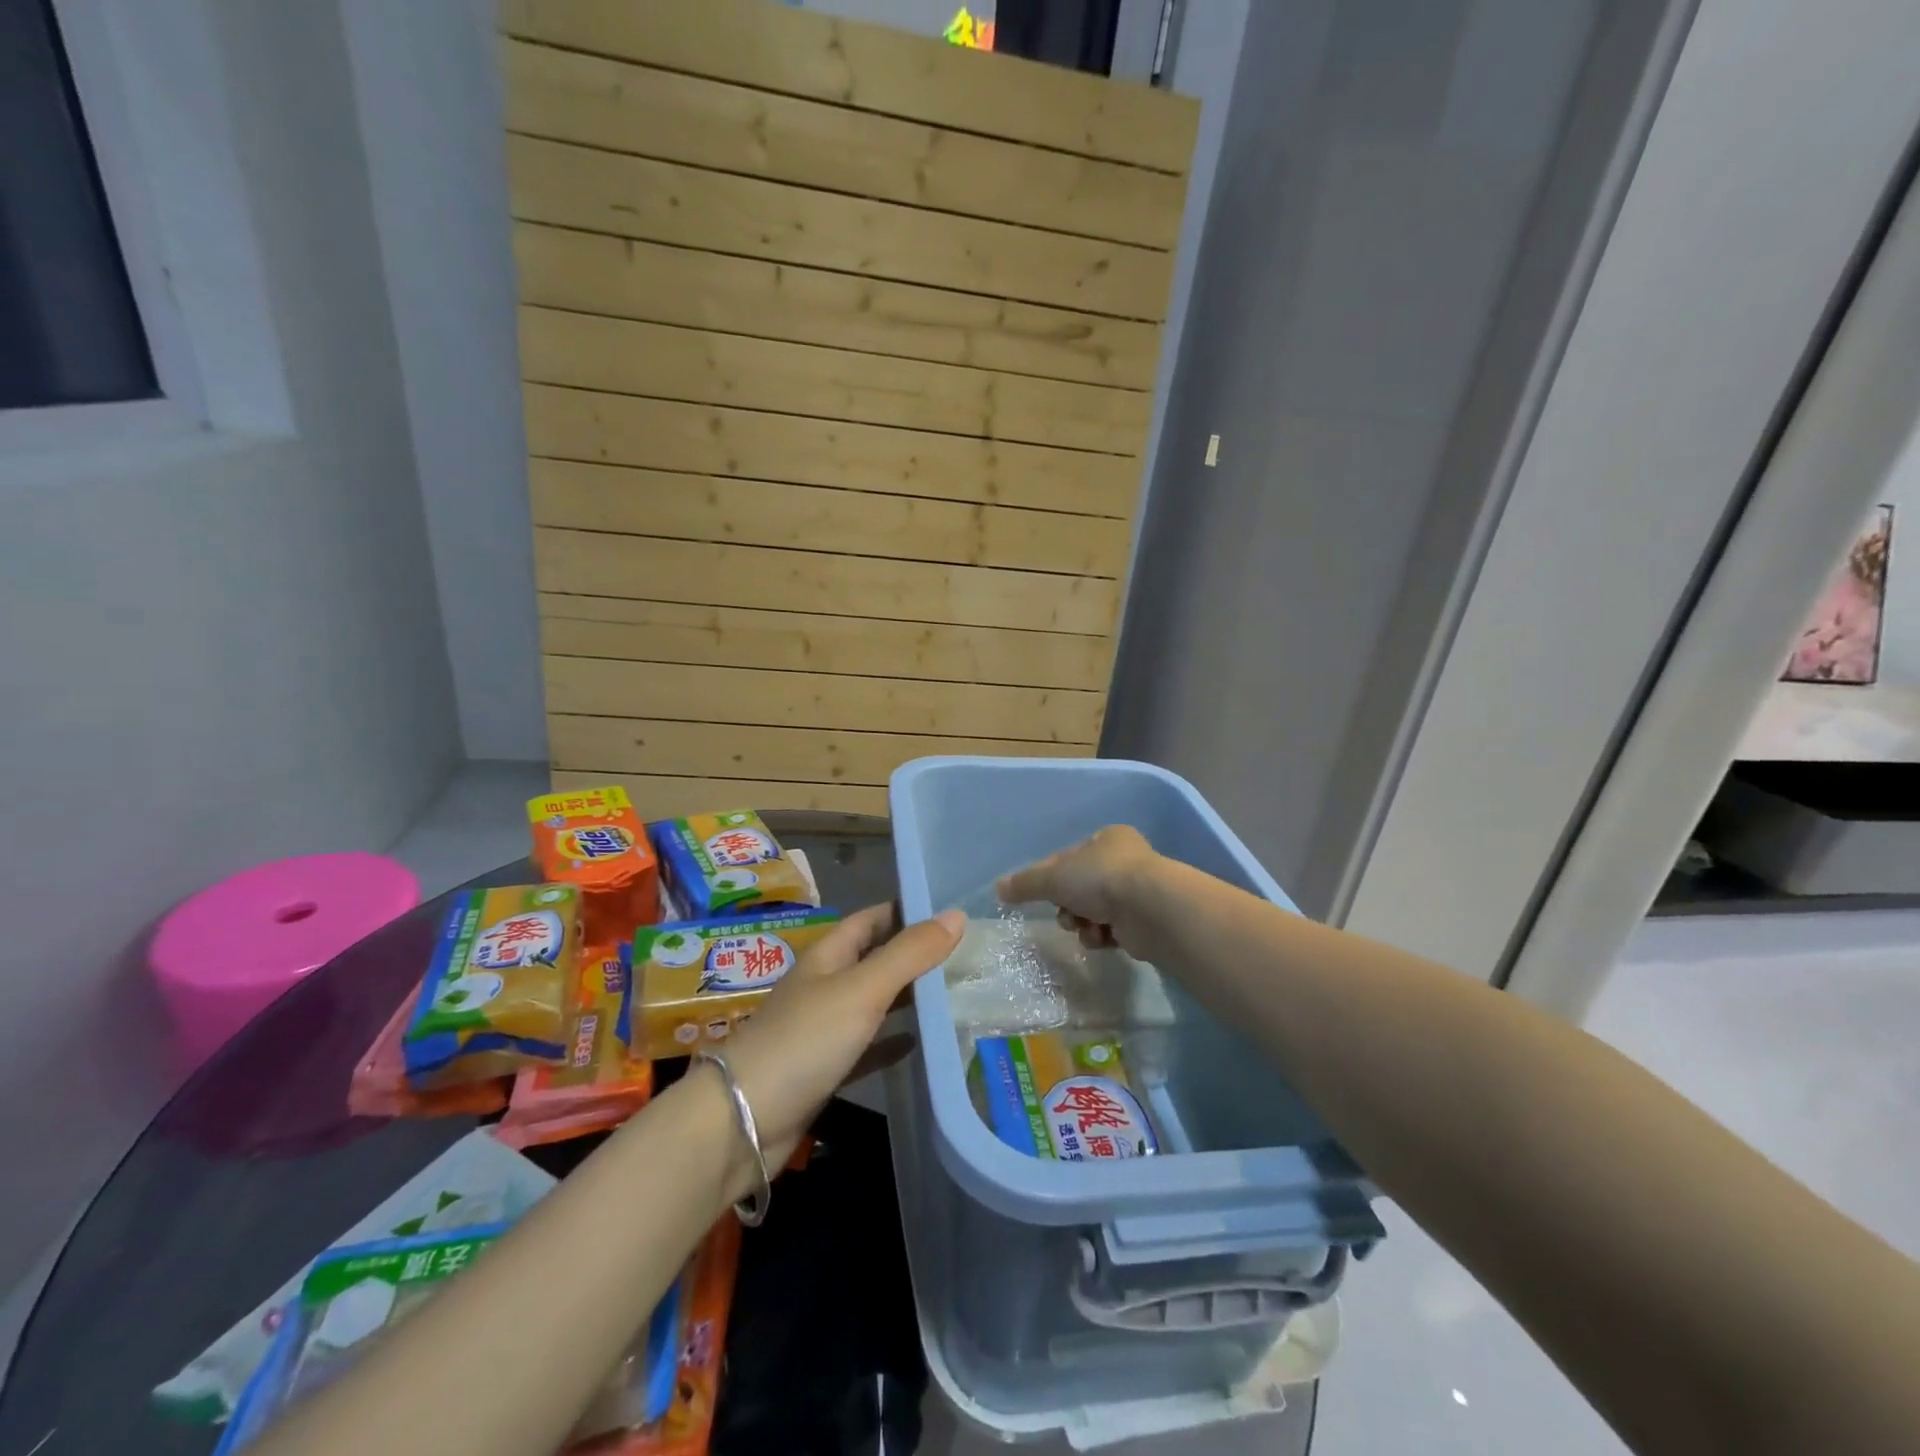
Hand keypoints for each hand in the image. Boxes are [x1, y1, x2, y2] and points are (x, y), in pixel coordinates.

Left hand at [719, 903, 962, 1170]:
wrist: (743, 1121)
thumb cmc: (805, 1040)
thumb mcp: (863, 989)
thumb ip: (909, 954)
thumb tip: (956, 914)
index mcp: (829, 956)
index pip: (872, 919)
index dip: (906, 910)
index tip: (950, 909)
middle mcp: (825, 985)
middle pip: (875, 959)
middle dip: (914, 954)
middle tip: (966, 953)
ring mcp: (823, 1028)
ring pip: (873, 1002)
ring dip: (907, 997)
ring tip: (954, 993)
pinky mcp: (825, 1069)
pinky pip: (866, 1047)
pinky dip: (892, 1042)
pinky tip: (920, 1044)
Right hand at [996, 825, 1159, 954]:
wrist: (1150, 910)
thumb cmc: (1101, 879)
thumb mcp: (1054, 877)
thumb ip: (1025, 883)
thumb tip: (998, 889)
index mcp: (1106, 840)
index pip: (1067, 858)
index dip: (1049, 877)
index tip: (1039, 894)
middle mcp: (1124, 861)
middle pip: (1079, 887)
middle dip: (1067, 905)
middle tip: (1066, 914)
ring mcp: (1136, 892)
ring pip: (1093, 911)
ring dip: (1083, 924)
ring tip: (1087, 928)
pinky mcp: (1143, 921)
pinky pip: (1111, 930)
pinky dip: (1102, 936)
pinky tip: (1103, 938)